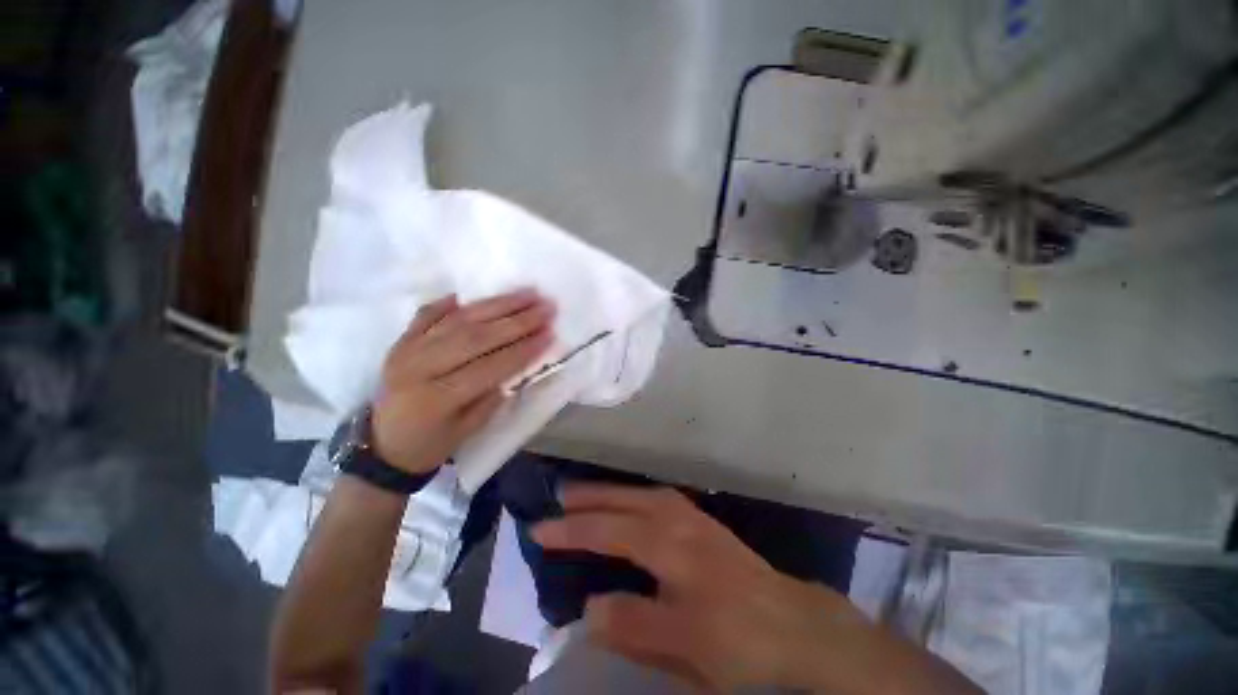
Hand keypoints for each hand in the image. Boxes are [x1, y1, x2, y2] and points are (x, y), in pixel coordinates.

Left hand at [371, 289, 554, 473]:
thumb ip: (493, 395)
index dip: (523, 349)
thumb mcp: (468, 430)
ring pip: (459, 320)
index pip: (491, 366)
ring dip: (497, 304)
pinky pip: (428, 313)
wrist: (381, 447)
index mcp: (438, 398)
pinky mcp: (401, 341)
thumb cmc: (430, 445)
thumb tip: (520, 363)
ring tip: (527, 294)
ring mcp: (407, 349)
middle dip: (517, 321)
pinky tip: (474, 293)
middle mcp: (420, 367)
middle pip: (476, 336)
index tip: (550, 333)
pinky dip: (452, 302)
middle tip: (546, 306)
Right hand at [530, 485, 840, 690]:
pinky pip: (657, 496)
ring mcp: (691, 517)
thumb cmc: (740, 639)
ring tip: (582, 492)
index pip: (609, 534)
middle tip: (555, 496)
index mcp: (672, 551)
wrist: (794, 623)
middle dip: (587, 498)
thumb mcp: (687, 647)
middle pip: (624, 503)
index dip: (572, 532)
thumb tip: (589, 606)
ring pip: (640, 493)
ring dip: (609, 490)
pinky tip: (626, 499)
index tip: (539, 530)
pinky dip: (635, 493)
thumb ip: (636, 625)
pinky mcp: (700, 519)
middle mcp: (678, 523)